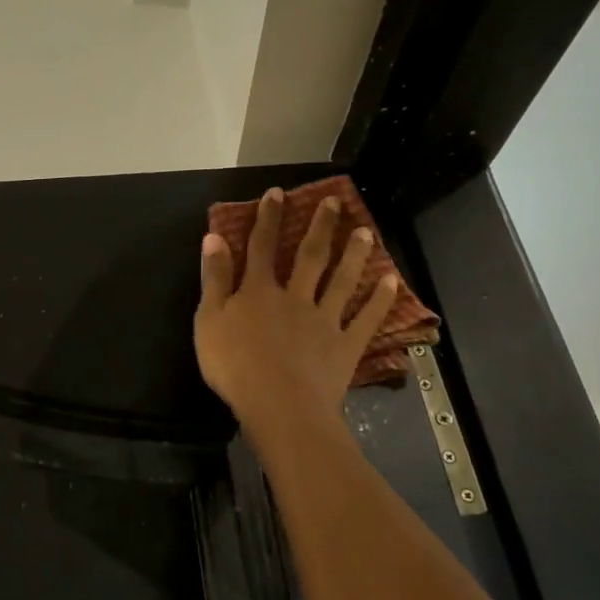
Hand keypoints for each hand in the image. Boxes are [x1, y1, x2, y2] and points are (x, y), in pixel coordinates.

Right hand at [195, 188, 398, 432]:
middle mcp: (294, 297)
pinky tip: (391, 282)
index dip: (268, 219)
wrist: (278, 405)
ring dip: (354, 255)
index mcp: (258, 291)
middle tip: (334, 202)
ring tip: (366, 232)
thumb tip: (214, 237)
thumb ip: (214, 279)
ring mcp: (324, 320)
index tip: (278, 193)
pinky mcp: (345, 346)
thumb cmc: (234, 366)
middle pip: (309, 256)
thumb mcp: (208, 321)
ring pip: (341, 281)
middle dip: (320, 227)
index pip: (262, 247)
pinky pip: (365, 319)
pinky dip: (379, 301)